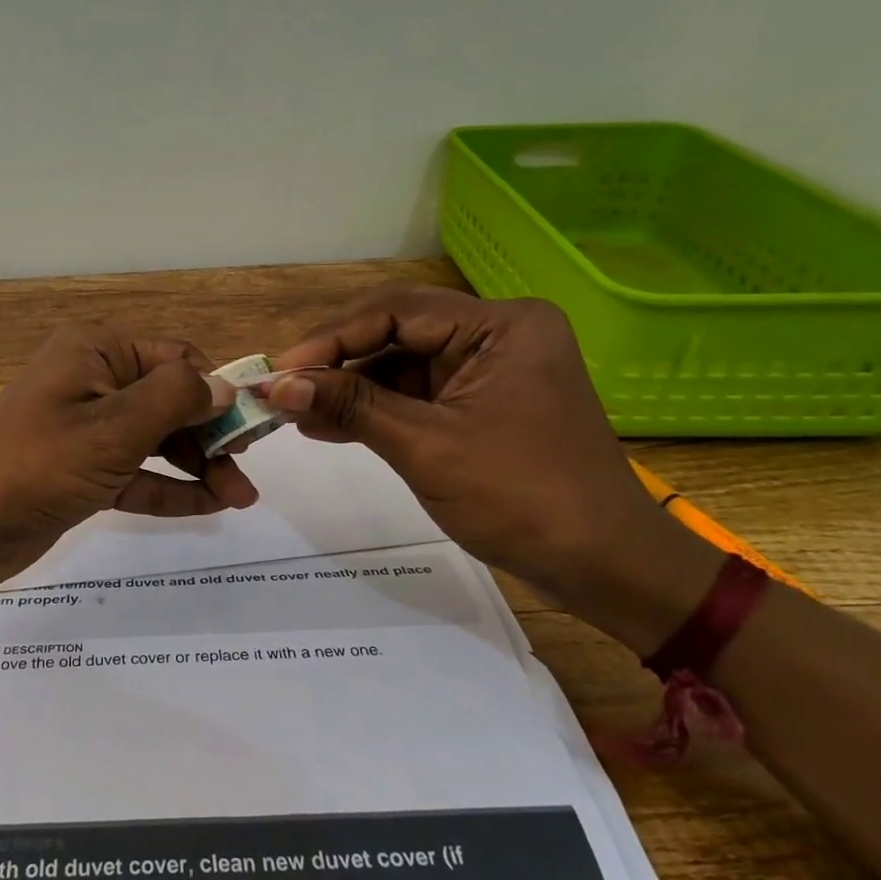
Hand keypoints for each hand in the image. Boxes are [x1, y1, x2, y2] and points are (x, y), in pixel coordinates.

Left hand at [0, 324, 258, 591]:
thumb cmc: (34, 465)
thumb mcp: (112, 429)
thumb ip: (174, 400)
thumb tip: (224, 385)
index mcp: (97, 352)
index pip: (177, 358)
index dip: (217, 391)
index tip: (253, 431)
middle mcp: (93, 381)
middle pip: (170, 400)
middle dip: (210, 435)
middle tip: (247, 476)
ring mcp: (86, 428)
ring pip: (156, 440)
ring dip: (197, 465)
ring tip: (241, 499)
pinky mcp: (80, 470)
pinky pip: (135, 472)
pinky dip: (168, 488)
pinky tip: (208, 507)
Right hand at [266, 289, 720, 651]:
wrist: (604, 568)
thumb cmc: (522, 499)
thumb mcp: (425, 447)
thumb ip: (350, 405)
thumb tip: (276, 384)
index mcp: (500, 325)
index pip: (395, 310)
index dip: (330, 339)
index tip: (279, 370)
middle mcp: (496, 333)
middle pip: (395, 333)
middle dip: (336, 364)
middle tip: (280, 389)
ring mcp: (489, 369)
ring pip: (399, 365)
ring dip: (348, 389)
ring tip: (293, 411)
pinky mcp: (480, 402)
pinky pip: (415, 394)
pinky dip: (374, 410)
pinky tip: (326, 425)